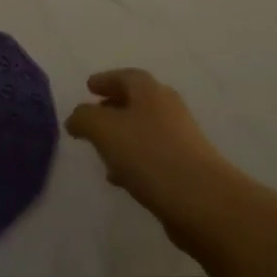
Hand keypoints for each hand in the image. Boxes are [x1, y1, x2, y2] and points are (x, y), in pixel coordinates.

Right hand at [66, 70, 246, 254]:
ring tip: (101, 151)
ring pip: (144, 129)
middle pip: (137, 100)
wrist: (201, 199)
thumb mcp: (105, 130)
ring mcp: (180, 137)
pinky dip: (134, 159)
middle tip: (93, 116)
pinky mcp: (186, 166)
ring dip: (122, 136)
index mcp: (150, 91)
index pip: (125, 76)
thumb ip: (85, 118)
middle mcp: (167, 107)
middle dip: (113, 107)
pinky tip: (120, 178)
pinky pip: (152, 155)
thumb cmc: (149, 154)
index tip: (88, 86)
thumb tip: (75, 117)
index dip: (105, 80)